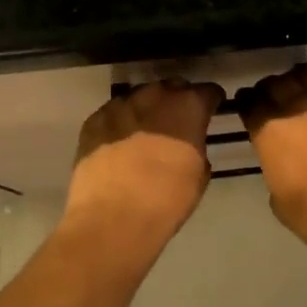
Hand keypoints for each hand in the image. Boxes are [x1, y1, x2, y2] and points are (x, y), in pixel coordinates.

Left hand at [66, 78, 225, 247]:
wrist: (113, 218)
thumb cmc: (167, 199)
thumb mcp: (199, 173)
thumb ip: (197, 145)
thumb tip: (190, 142)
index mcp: (188, 105)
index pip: (208, 91)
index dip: (211, 101)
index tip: (211, 110)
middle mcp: (156, 95)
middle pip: (172, 87)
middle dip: (177, 100)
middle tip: (177, 122)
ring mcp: (121, 104)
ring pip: (140, 97)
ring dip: (147, 109)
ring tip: (145, 131)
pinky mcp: (94, 119)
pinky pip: (113, 113)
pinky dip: (120, 122)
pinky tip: (119, 143)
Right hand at [236, 65, 306, 265]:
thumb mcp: (282, 203)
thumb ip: (276, 170)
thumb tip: (284, 162)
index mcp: (273, 131)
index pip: (250, 102)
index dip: (247, 103)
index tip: (248, 107)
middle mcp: (301, 108)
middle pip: (279, 84)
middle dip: (271, 89)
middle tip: (272, 100)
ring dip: (301, 86)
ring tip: (302, 98)